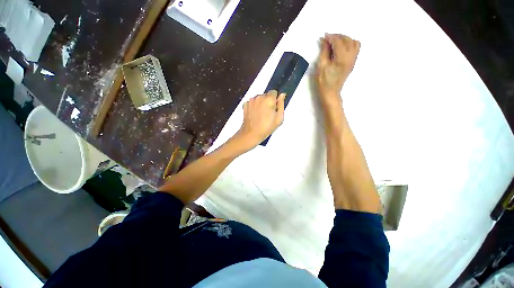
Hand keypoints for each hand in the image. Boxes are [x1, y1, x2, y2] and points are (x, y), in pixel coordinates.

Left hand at [236, 90, 285, 149]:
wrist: (251, 134)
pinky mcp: (245, 105)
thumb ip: (281, 104)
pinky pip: (252, 102)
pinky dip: (254, 106)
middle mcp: (259, 97)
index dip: (275, 100)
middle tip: (267, 113)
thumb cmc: (267, 127)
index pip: (274, 92)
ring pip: (258, 98)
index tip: (274, 108)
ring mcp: (251, 100)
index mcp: (269, 99)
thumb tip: (282, 94)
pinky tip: (254, 114)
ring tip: (260, 115)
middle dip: (267, 101)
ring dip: (260, 103)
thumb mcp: (279, 118)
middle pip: (265, 95)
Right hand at [316, 34, 359, 104]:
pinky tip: (341, 48)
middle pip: (347, 39)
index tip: (324, 36)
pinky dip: (349, 44)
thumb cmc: (323, 81)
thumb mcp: (321, 66)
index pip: (338, 41)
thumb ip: (324, 51)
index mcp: (342, 58)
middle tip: (328, 39)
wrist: (330, 92)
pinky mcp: (353, 62)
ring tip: (335, 42)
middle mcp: (351, 57)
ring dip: (345, 39)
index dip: (330, 37)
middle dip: (337, 36)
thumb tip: (325, 40)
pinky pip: (355, 48)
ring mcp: (353, 59)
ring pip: (353, 42)